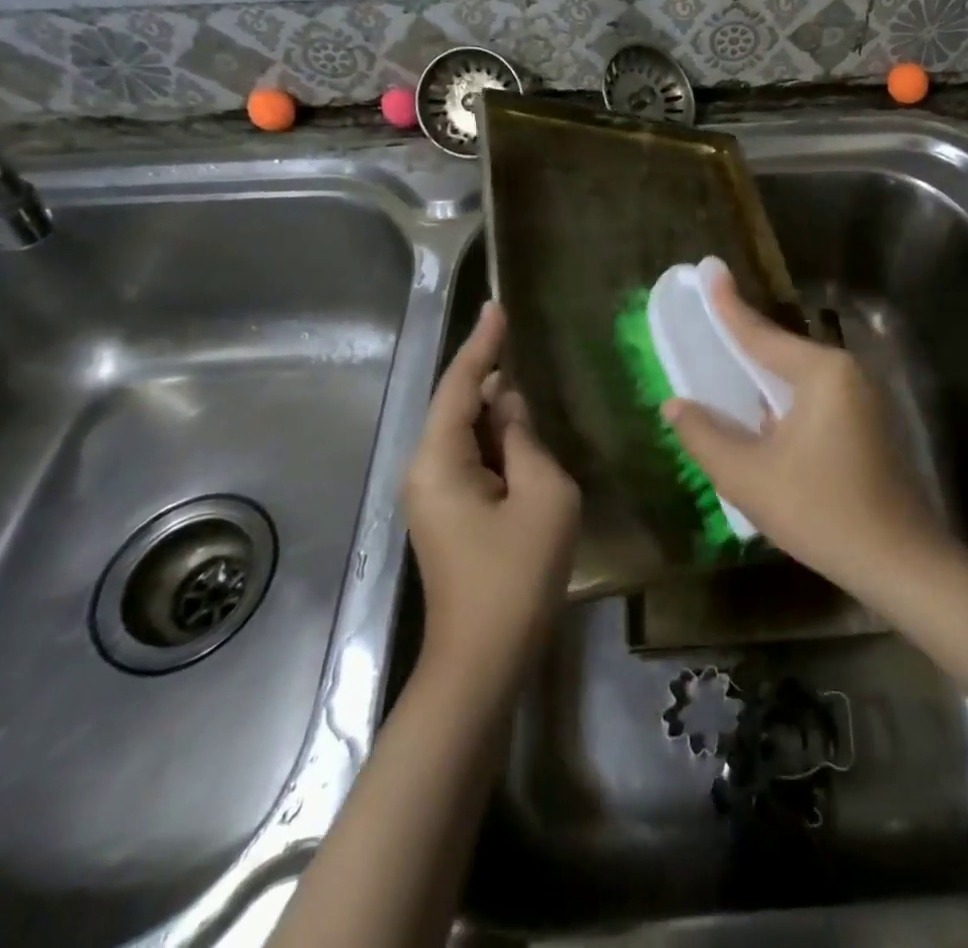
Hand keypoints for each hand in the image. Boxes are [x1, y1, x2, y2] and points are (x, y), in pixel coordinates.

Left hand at [404, 302, 579, 692]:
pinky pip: (471, 460)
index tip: (497, 307)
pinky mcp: (448, 515)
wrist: (483, 660)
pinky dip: (496, 441)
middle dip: (490, 374)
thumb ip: (525, 441)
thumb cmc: (516, 575)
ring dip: (496, 411)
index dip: (482, 343)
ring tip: (530, 382)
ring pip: (466, 434)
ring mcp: (434, 496)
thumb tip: (510, 408)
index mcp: (440, 460)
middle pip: (458, 406)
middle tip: (521, 338)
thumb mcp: (542, 496)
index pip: (462, 385)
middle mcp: (426, 471)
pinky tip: (522, 434)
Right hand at [662, 268, 952, 600]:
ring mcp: (864, 398)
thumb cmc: (821, 511)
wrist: (899, 562)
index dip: (728, 305)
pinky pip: (815, 399)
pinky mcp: (869, 424)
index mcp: (822, 373)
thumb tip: (675, 405)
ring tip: (725, 374)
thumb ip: (705, 436)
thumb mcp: (749, 477)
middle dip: (743, 345)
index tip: (709, 270)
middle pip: (781, 352)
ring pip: (798, 379)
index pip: (760, 334)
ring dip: (763, 381)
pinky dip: (784, 402)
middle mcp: (847, 373)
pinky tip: (762, 421)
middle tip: (707, 327)